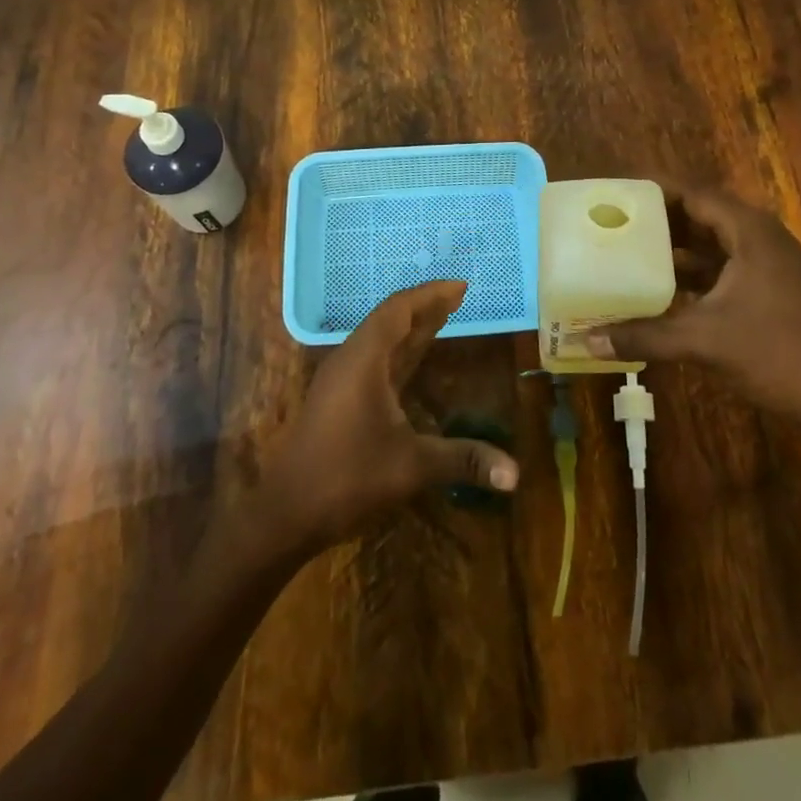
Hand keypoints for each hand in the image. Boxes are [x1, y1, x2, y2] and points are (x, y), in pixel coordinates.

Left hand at [256, 280, 518, 553]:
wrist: (285, 513)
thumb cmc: (346, 477)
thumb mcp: (411, 466)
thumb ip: (463, 460)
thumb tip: (515, 474)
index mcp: (364, 359)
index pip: (399, 309)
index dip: (430, 294)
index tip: (461, 286)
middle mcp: (351, 360)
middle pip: (391, 320)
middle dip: (426, 307)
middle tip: (460, 297)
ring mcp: (342, 380)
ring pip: (382, 340)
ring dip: (412, 328)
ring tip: (444, 317)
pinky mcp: (339, 400)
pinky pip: (376, 361)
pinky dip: (401, 351)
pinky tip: (414, 360)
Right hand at [588, 184, 800, 430]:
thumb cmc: (773, 353)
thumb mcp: (703, 341)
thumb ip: (644, 335)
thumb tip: (588, 340)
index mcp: (749, 232)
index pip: (693, 195)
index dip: (655, 191)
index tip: (617, 192)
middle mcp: (758, 237)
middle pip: (699, 215)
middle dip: (658, 219)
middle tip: (615, 220)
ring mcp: (764, 263)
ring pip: (709, 243)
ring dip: (673, 247)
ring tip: (627, 249)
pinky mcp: (765, 287)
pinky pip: (719, 267)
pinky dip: (690, 272)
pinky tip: (657, 286)